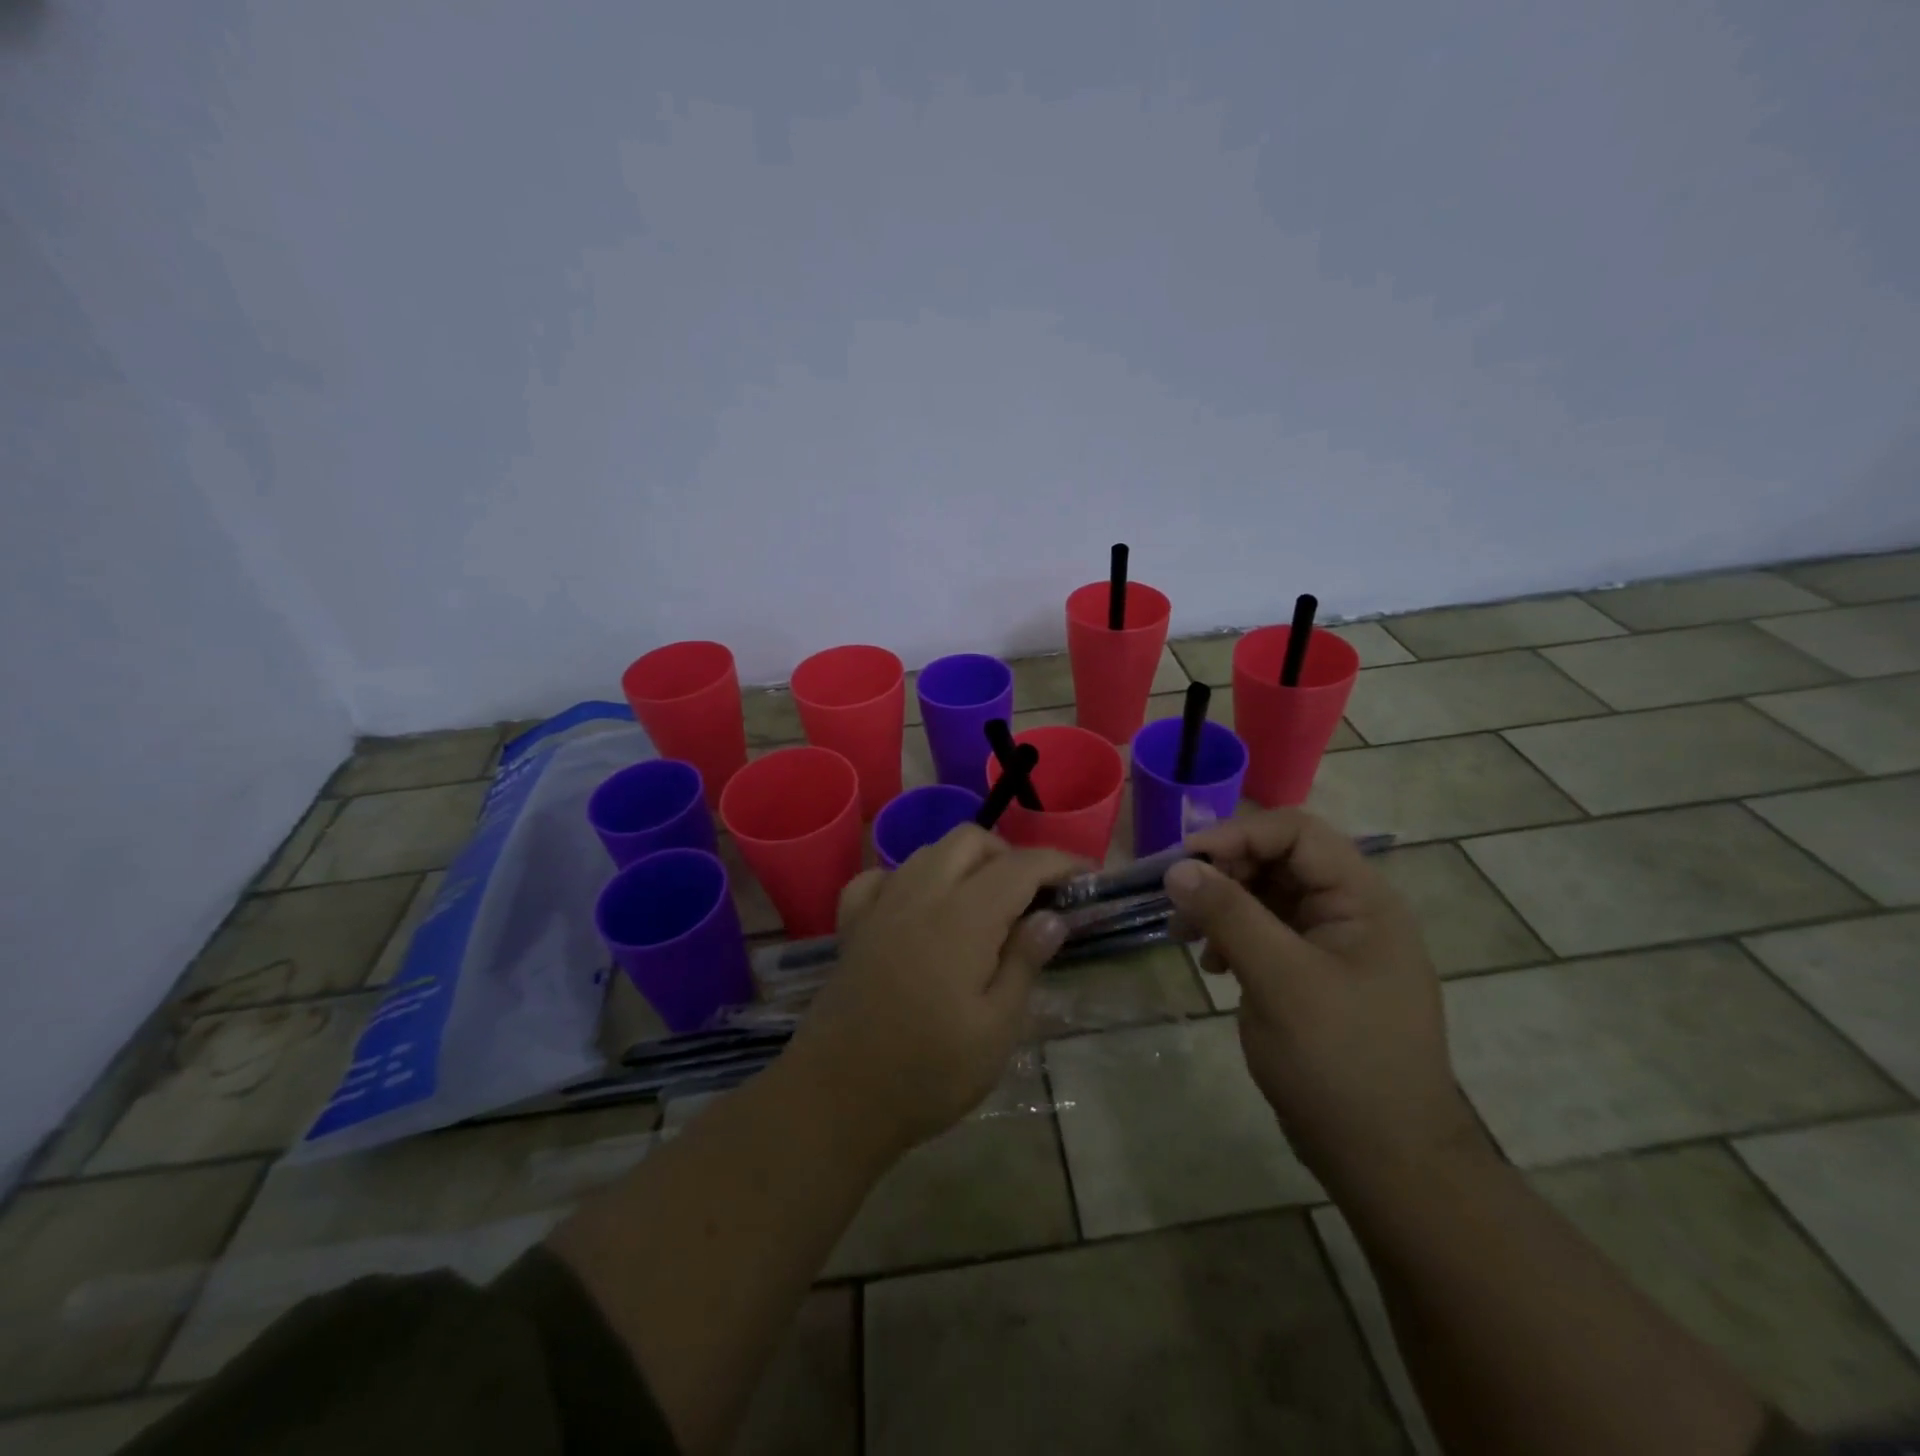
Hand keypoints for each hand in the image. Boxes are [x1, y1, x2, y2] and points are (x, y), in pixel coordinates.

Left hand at [786, 826, 1079, 1158]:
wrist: (838, 1099)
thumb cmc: (929, 1072)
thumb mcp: (996, 1029)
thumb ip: (1024, 963)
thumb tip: (1051, 917)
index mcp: (963, 917)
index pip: (1019, 866)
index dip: (1058, 863)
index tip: (1086, 875)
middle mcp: (920, 894)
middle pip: (970, 841)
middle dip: (1010, 855)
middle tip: (1033, 897)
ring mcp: (881, 906)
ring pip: (928, 851)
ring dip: (964, 861)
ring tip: (985, 903)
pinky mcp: (853, 926)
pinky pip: (881, 877)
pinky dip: (908, 878)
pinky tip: (920, 908)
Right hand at [1166, 809, 1487, 1197]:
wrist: (1386, 1161)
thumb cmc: (1340, 1062)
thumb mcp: (1279, 980)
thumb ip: (1229, 915)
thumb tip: (1178, 867)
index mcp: (1362, 900)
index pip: (1296, 834)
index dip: (1237, 836)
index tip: (1183, 863)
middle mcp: (1351, 912)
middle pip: (1278, 860)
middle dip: (1224, 873)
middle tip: (1177, 903)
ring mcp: (1333, 945)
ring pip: (1267, 896)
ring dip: (1222, 905)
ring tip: (1184, 935)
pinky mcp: (1314, 975)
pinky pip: (1267, 933)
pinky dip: (1234, 937)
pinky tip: (1213, 966)